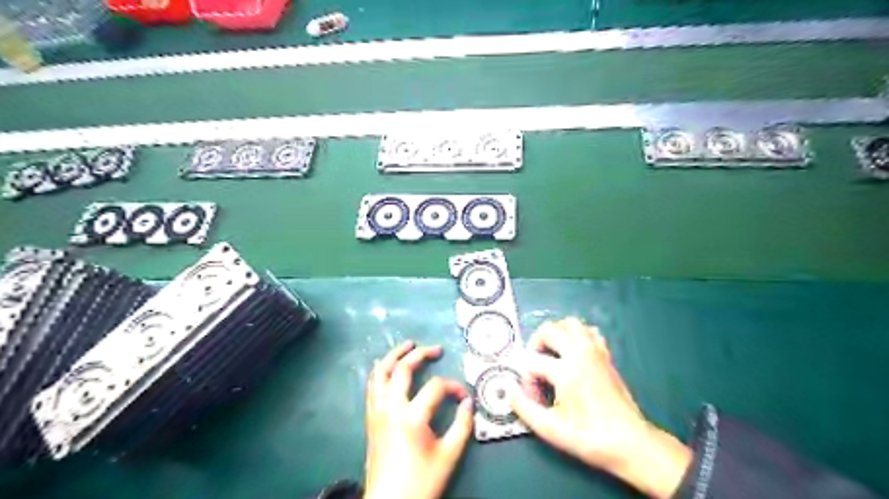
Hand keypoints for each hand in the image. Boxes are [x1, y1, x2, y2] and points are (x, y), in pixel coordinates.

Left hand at [362, 340, 470, 498]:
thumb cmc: (421, 481)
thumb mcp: (449, 456)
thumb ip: (462, 426)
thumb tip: (469, 403)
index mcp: (412, 416)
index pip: (436, 387)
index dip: (454, 387)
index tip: (464, 397)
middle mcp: (391, 407)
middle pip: (402, 368)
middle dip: (420, 354)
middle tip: (435, 349)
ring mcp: (377, 411)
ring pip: (381, 373)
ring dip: (394, 355)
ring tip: (407, 345)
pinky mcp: (370, 418)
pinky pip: (372, 386)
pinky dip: (380, 371)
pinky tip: (386, 367)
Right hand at [511, 320, 690, 498]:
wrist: (631, 443)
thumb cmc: (590, 437)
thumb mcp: (550, 429)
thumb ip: (524, 408)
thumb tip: (510, 391)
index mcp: (566, 371)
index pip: (532, 361)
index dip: (526, 379)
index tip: (533, 398)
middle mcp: (580, 354)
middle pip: (549, 329)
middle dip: (535, 344)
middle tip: (535, 365)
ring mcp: (596, 352)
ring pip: (571, 323)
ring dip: (556, 333)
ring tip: (552, 354)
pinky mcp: (606, 356)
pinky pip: (590, 332)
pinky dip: (578, 335)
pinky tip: (574, 353)